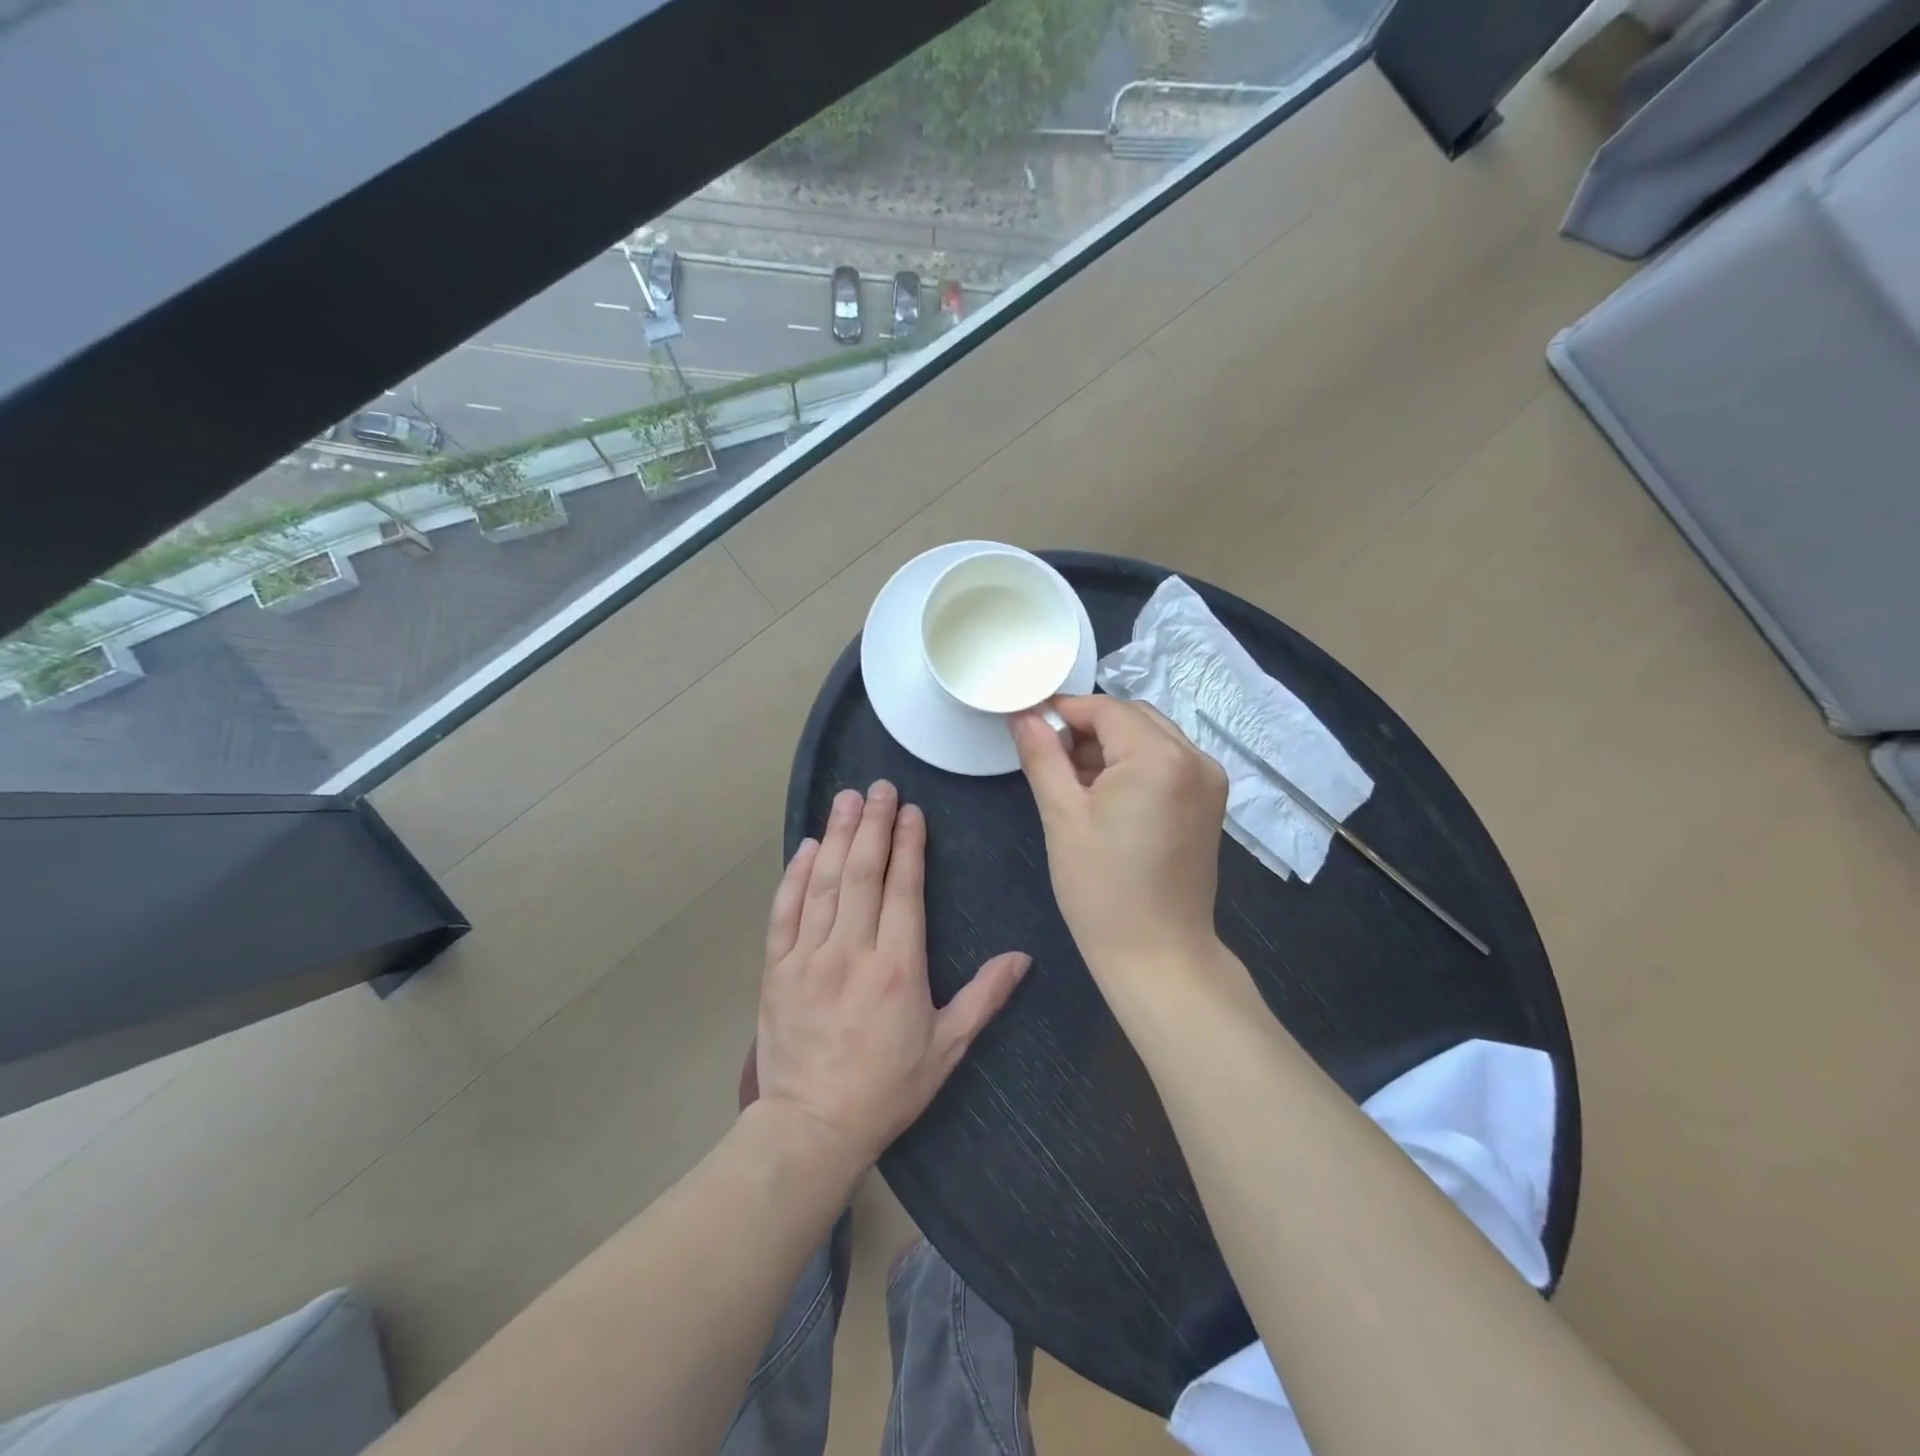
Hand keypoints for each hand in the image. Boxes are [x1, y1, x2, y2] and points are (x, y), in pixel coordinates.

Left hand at [754, 782, 1030, 1164]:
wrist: (811, 1127)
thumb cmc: (887, 1087)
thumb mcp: (947, 1047)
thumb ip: (984, 997)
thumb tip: (1022, 957)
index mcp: (898, 967)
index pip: (903, 889)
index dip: (907, 844)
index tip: (910, 810)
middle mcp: (852, 951)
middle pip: (862, 872)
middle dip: (872, 824)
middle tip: (878, 786)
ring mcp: (808, 957)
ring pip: (823, 883)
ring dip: (836, 835)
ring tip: (846, 798)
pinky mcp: (777, 968)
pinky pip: (784, 911)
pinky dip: (794, 875)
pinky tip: (805, 847)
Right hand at [1012, 695, 1228, 979]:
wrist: (1158, 955)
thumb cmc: (1102, 889)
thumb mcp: (1062, 816)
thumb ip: (1042, 755)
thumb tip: (1023, 714)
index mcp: (1160, 757)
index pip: (1105, 708)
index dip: (1063, 710)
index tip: (1029, 723)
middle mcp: (1195, 757)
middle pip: (1131, 717)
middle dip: (1087, 728)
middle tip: (1049, 758)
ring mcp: (1209, 780)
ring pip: (1150, 737)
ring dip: (1111, 746)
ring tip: (1074, 781)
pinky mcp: (1210, 801)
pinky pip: (1167, 761)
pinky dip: (1135, 765)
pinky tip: (1107, 795)